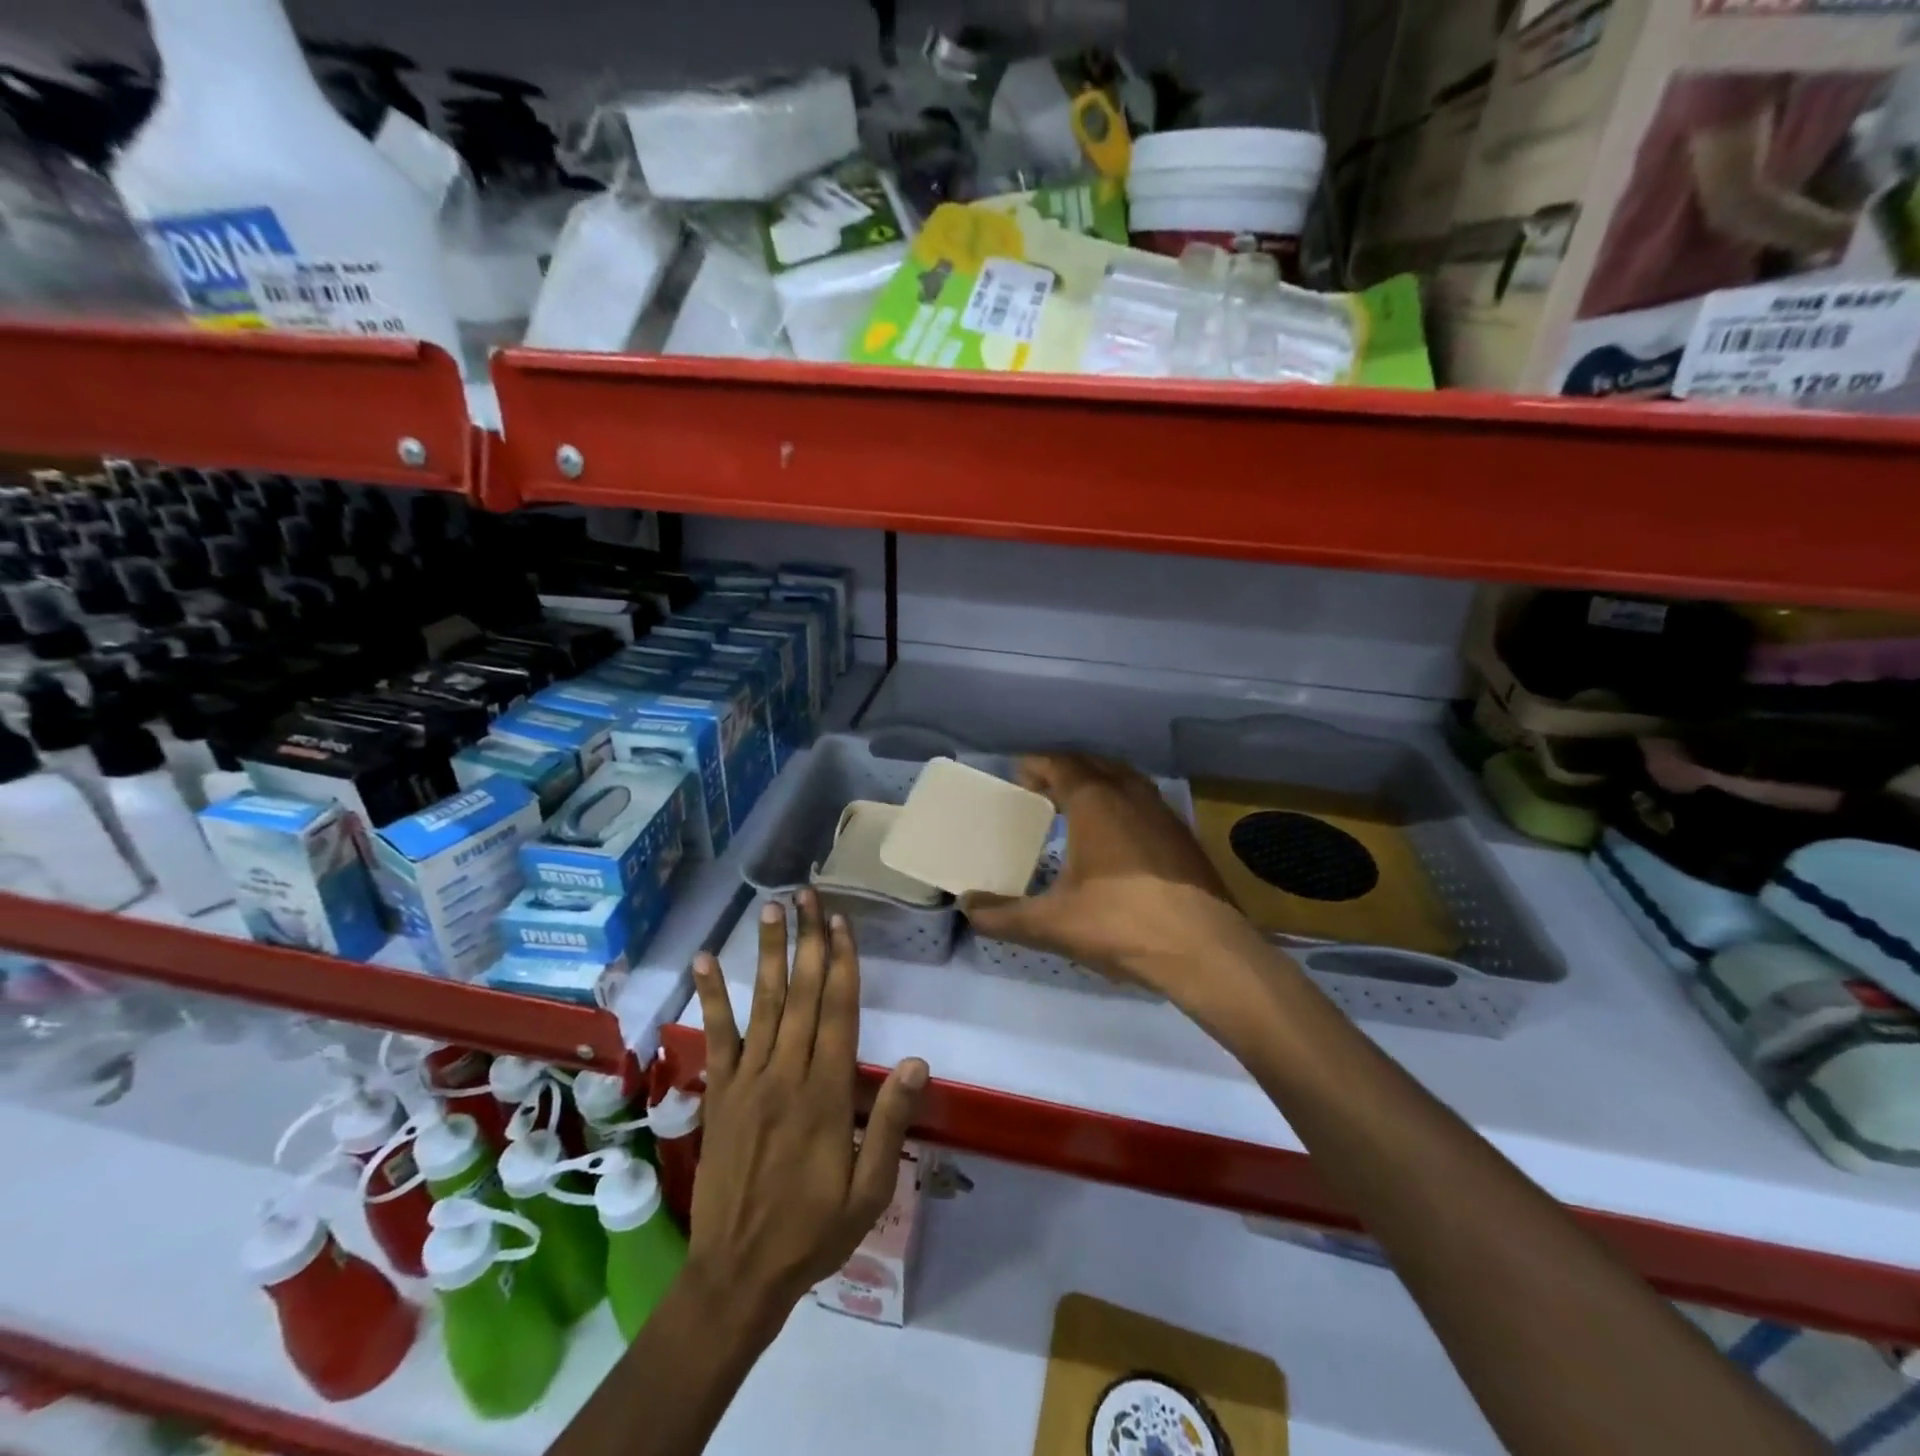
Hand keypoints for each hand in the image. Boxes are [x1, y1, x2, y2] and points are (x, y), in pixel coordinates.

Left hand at [687, 890, 927, 1333]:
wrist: (737, 1275)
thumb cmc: (813, 1231)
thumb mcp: (869, 1191)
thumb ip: (890, 1123)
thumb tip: (918, 1063)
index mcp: (825, 1095)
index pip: (838, 1013)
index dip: (842, 963)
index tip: (840, 922)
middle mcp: (785, 1075)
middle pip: (801, 995)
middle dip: (808, 941)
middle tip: (808, 893)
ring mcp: (746, 1081)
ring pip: (761, 1004)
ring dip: (767, 953)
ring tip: (770, 909)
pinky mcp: (718, 1094)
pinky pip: (716, 1038)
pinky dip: (710, 998)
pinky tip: (703, 961)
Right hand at [960, 754, 1266, 1005]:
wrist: (1203, 949)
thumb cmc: (1120, 924)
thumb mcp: (1052, 924)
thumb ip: (1003, 916)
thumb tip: (966, 908)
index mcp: (1096, 802)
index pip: (1061, 765)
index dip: (1037, 764)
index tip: (1019, 773)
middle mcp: (1131, 796)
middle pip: (1094, 765)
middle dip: (1066, 769)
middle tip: (1042, 787)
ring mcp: (1164, 814)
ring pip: (1125, 780)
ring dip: (1099, 782)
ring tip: (1078, 805)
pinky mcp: (1184, 837)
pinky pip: (1146, 802)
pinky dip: (1124, 804)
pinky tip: (1118, 836)